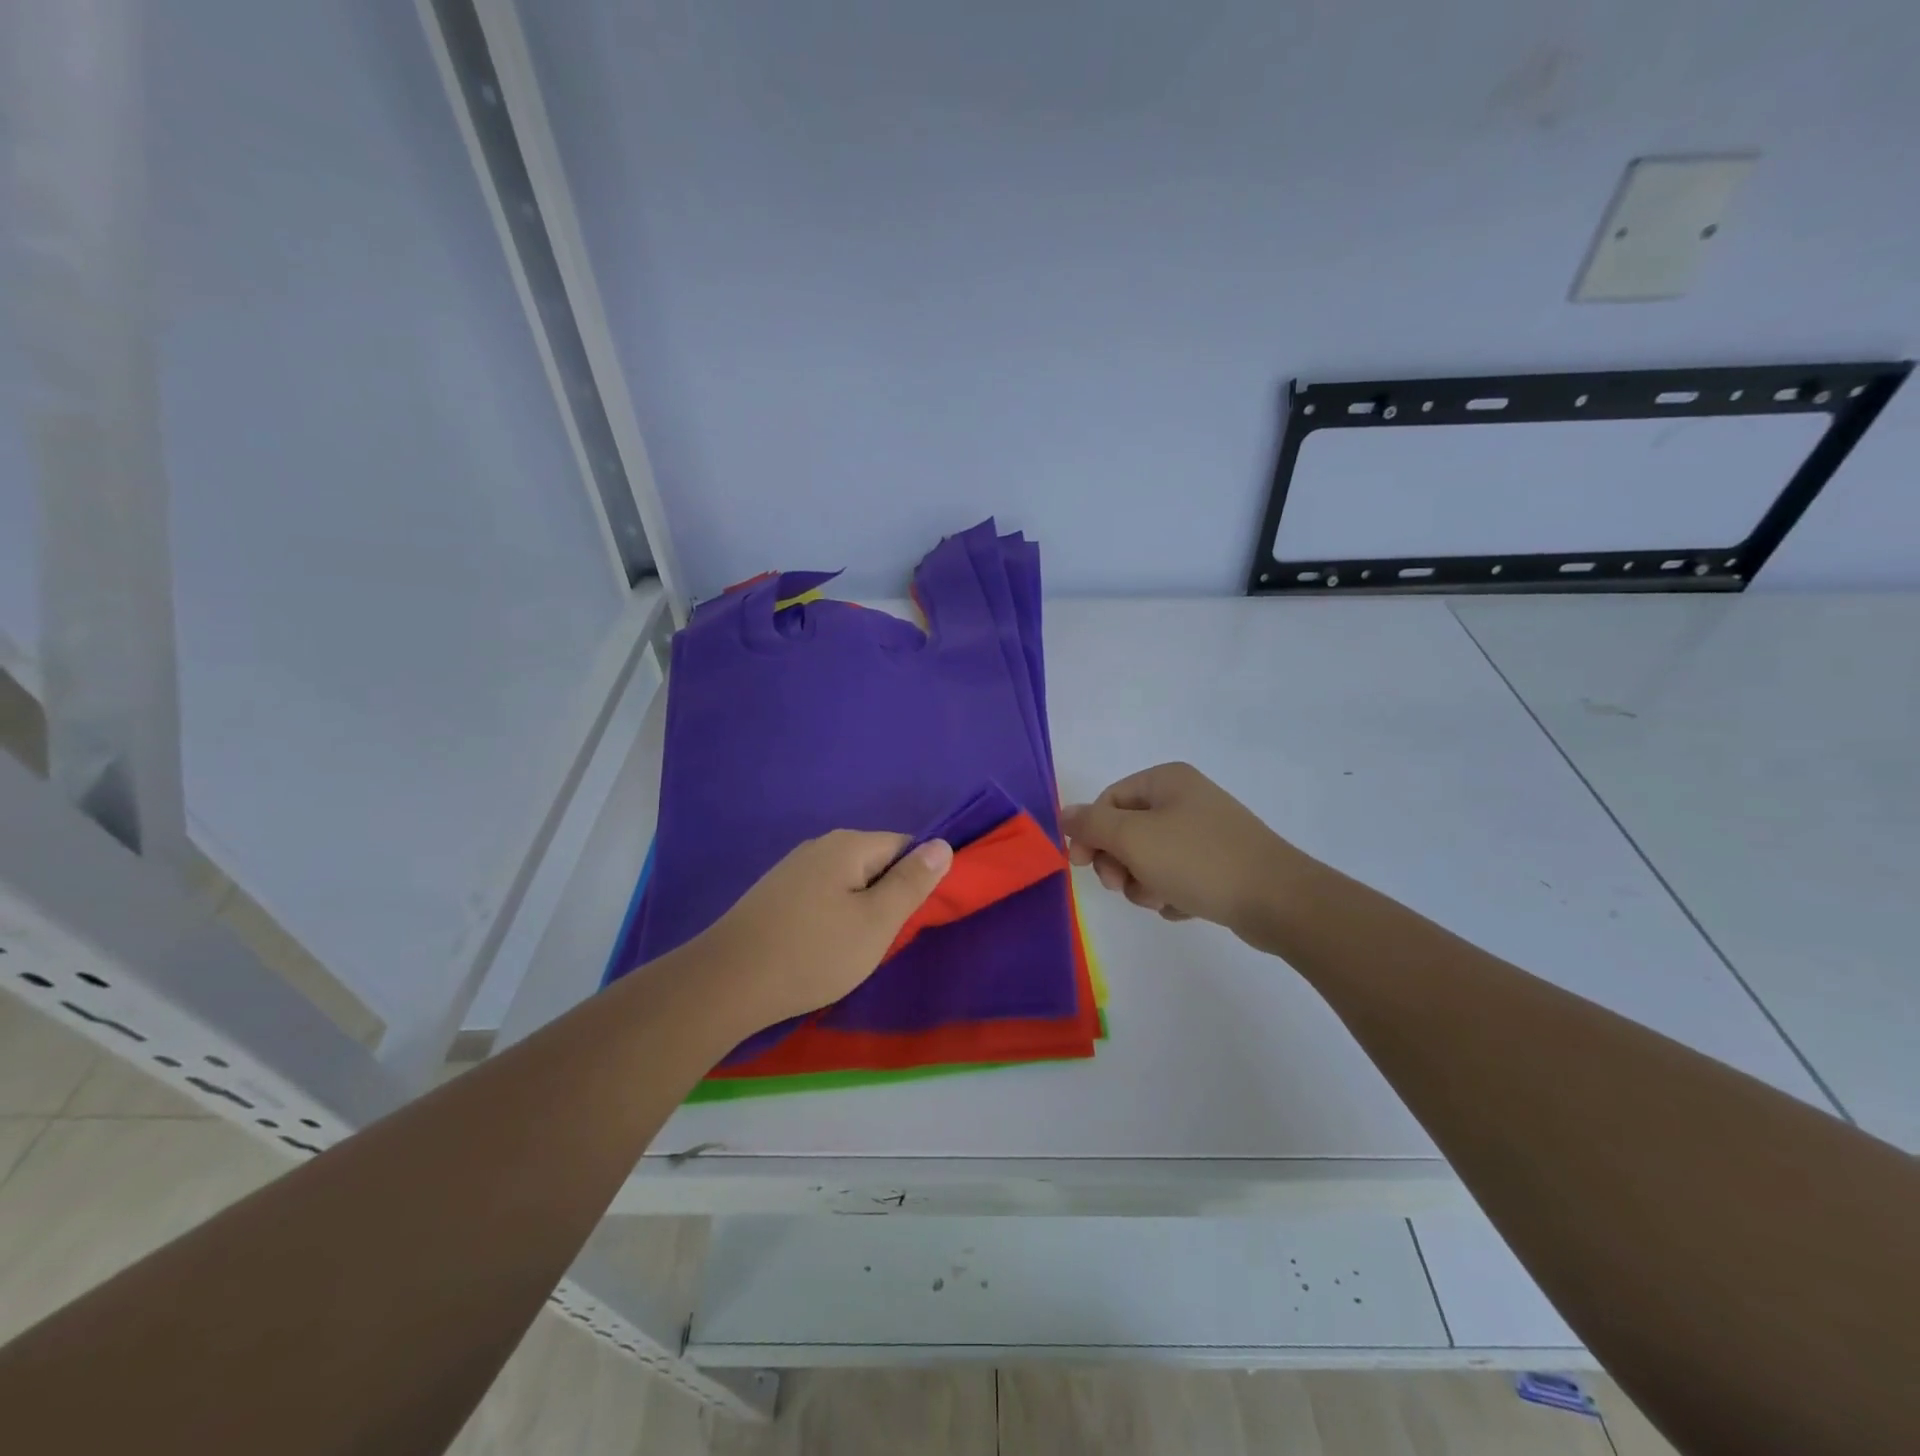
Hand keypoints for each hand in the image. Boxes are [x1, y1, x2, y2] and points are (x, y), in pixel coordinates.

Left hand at [694, 830, 952, 1033]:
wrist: (726, 983)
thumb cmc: (813, 952)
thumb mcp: (876, 922)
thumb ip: (912, 882)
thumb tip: (944, 843)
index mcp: (849, 845)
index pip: (905, 845)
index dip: (920, 878)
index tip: (919, 916)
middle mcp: (820, 846)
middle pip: (875, 862)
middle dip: (889, 896)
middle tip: (888, 939)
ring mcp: (793, 869)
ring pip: (848, 882)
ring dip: (860, 910)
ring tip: (856, 949)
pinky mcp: (775, 894)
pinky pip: (822, 896)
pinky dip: (832, 918)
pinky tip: (822, 948)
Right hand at [1062, 762, 1309, 943]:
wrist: (1277, 900)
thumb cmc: (1198, 860)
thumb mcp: (1134, 838)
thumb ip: (1091, 824)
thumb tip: (1064, 814)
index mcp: (1166, 781)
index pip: (1108, 801)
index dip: (1090, 833)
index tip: (1082, 865)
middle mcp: (1185, 799)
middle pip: (1126, 831)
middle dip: (1119, 863)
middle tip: (1123, 885)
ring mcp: (1204, 833)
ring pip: (1149, 859)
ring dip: (1144, 883)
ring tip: (1161, 898)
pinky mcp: (1219, 864)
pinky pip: (1176, 876)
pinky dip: (1171, 893)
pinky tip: (1183, 906)